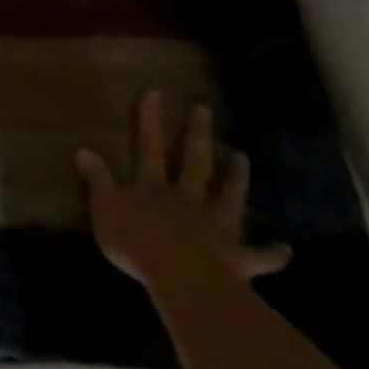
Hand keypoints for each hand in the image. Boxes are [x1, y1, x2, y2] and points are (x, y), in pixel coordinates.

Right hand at [76, 90, 290, 284]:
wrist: (181, 278)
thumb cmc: (137, 242)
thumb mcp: (105, 209)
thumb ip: (97, 181)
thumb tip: (82, 149)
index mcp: (154, 188)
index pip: (149, 146)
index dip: (150, 119)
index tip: (155, 91)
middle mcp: (187, 200)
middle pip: (194, 162)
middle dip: (196, 134)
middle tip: (204, 109)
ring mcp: (215, 227)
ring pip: (228, 198)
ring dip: (236, 178)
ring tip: (243, 158)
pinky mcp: (236, 260)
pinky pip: (257, 257)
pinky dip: (271, 254)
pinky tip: (285, 250)